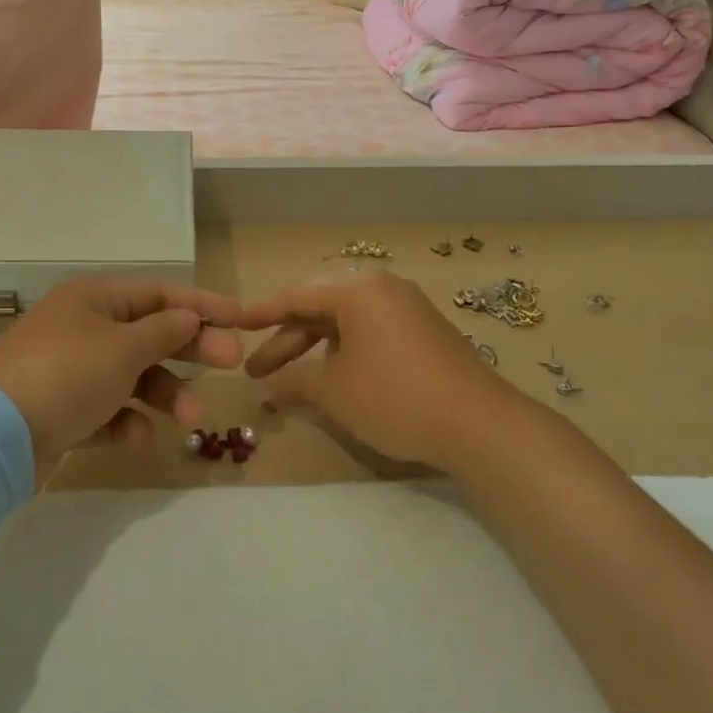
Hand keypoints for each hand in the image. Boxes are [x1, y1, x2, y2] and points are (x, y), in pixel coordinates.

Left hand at [0, 275, 245, 480]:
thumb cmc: (68, 374)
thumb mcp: (124, 348)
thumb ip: (164, 332)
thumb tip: (189, 318)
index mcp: (96, 298)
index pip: (161, 293)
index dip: (204, 305)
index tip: (242, 319)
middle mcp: (84, 326)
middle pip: (150, 333)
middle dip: (191, 350)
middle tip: (232, 365)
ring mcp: (71, 369)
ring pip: (132, 375)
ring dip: (165, 393)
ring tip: (191, 419)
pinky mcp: (61, 409)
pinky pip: (106, 409)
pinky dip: (125, 420)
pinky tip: (137, 435)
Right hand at [240, 270, 517, 468]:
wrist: (480, 424)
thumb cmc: (395, 398)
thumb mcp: (335, 392)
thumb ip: (295, 383)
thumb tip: (269, 388)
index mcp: (357, 290)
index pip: (295, 297)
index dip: (260, 314)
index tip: (233, 326)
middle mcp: (382, 288)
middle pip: (320, 310)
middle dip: (287, 342)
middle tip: (257, 373)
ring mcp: (407, 309)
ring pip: (346, 324)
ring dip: (316, 352)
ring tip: (292, 384)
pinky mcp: (425, 332)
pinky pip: (371, 334)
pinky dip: (346, 354)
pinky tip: (336, 381)